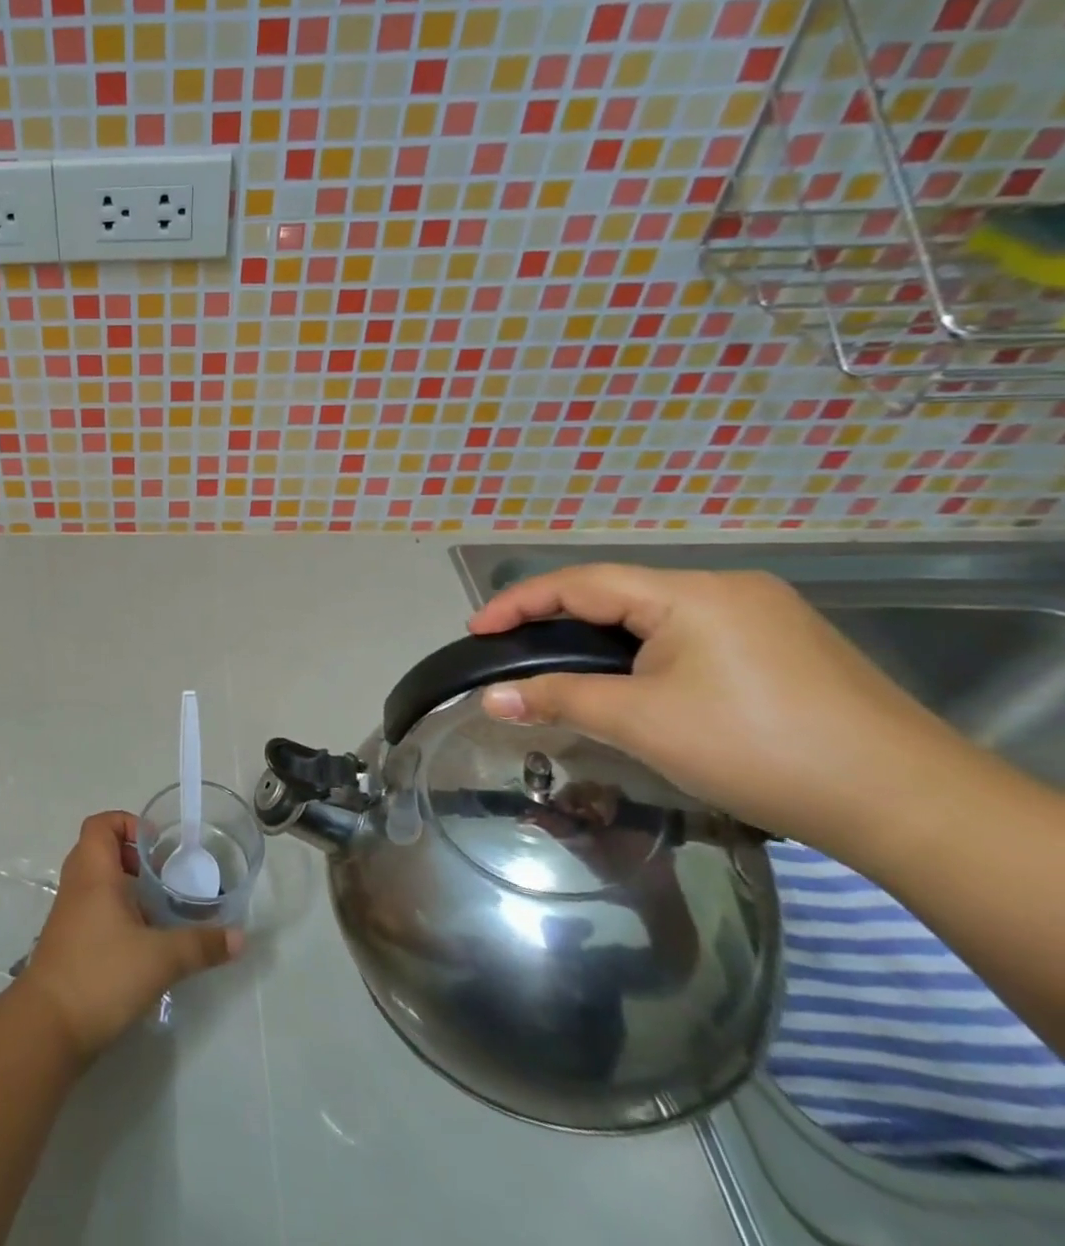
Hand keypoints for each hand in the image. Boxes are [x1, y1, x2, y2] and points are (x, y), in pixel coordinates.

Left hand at [18, 811, 241, 1058]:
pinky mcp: (68, 942)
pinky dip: (116, 912)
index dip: (128, 823)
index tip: (157, 845)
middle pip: (100, 849)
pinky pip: (93, 908)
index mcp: (93, 872)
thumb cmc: (101, 974)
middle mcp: (77, 884)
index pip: (101, 824)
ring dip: (126, 886)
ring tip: (159, 908)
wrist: (47, 1027)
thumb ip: (201, 944)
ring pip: (97, 881)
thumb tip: (241, 938)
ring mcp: (69, 914)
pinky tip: (142, 941)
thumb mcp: (161, 958)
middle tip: (163, 876)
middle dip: (133, 856)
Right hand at [467, 564, 972, 855]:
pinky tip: (640, 680)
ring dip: (604, 637)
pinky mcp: (787, 644)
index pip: (581, 583)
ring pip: (656, 615)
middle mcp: (727, 588)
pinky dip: (647, 650)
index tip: (476, 628)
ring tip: (565, 665)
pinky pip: (693, 633)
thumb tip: (489, 698)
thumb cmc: (759, 749)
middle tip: (514, 648)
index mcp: (690, 593)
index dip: (520, 602)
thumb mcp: (642, 722)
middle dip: (559, 619)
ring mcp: (764, 614)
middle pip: (618, 593)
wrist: (912, 806)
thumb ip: (559, 699)